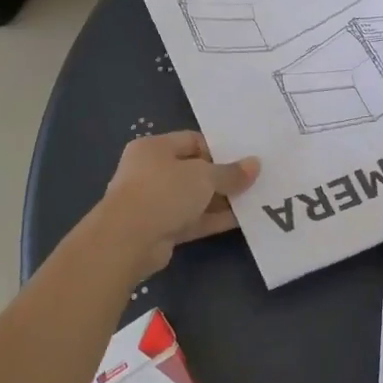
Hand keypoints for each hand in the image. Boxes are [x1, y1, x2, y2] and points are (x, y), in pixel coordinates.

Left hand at [93, 131, 259, 274]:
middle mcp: (151, 171)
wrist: (127, 241)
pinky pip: (192, 220)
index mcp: (154, 148)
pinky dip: (212, 219)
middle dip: (222, 177)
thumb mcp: (203, 176)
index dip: (218, 150)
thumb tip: (255, 164)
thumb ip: (230, 172)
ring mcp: (154, 202)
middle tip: (252, 180)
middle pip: (193, 170)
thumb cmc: (164, 192)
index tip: (243, 159)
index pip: (191, 141)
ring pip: (194, 198)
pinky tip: (241, 220)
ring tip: (253, 200)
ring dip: (220, 200)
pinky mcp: (160, 229)